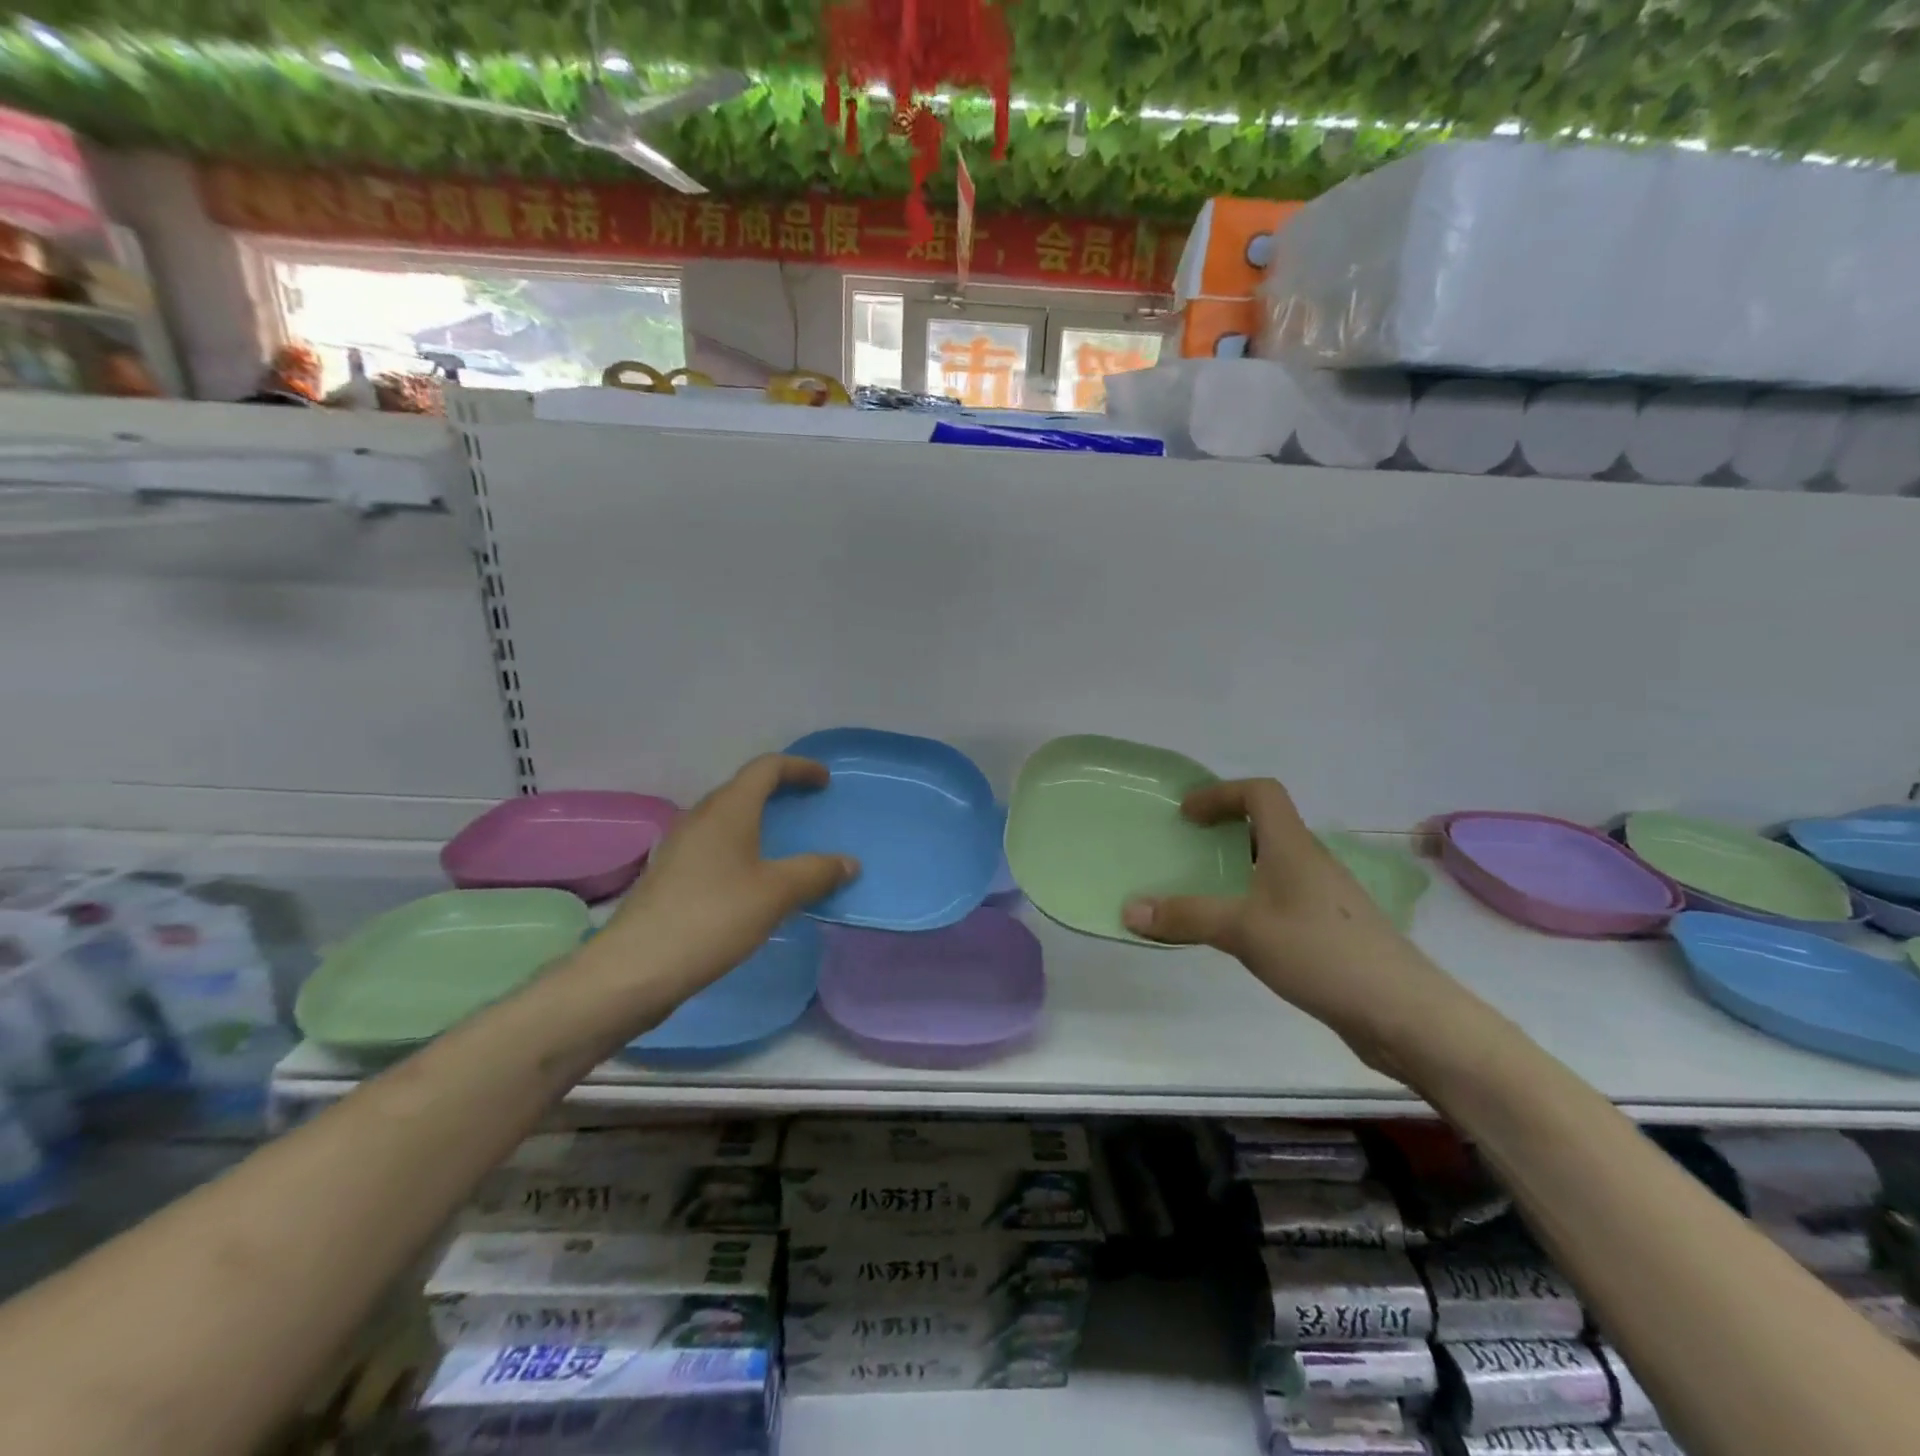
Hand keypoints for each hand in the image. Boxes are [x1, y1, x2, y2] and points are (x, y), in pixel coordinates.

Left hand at [598, 755, 857, 1001]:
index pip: (765, 768)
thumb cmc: (713, 917)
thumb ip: (816, 873)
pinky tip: (750, 882)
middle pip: (742, 790)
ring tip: (783, 846)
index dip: (798, 767)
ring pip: (725, 820)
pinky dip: (740, 850)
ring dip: (756, 823)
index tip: (825, 781)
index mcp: (727, 810)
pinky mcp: (669, 877)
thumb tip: (849, 863)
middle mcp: (700, 818)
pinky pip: (713, 847)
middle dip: (777, 793)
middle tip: (806, 809)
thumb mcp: (776, 894)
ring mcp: (679, 848)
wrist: (636, 968)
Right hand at [1121, 778, 1465, 1073]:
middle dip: (1225, 830)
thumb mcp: (1243, 931)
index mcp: (1293, 847)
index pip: (1261, 792)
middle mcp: (1311, 862)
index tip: (1188, 815)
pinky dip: (1255, 900)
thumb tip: (1128, 909)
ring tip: (1205, 892)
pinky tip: (1241, 934)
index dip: (1221, 793)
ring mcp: (1326, 897)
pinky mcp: (1332, 930)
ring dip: (1240, 867)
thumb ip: (1186, 917)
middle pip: (1267, 826)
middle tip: (1188, 851)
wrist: (1403, 1013)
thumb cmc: (1321, 953)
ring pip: (1276, 865)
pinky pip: (1284, 898)